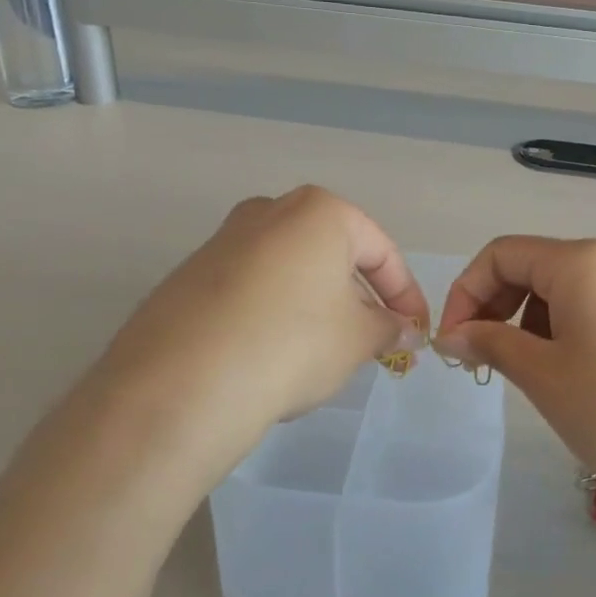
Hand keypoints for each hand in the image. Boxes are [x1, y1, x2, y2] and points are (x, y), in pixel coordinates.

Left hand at [88, 187, 428, 478]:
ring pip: (290, 271)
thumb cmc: (292, 344)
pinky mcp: (189, 276)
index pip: (381, 251)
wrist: (180, 385)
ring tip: (324, 353)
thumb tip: (404, 330)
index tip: (415, 332)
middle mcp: (270, 211)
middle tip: (373, 342)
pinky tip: (273, 355)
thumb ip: (388, 328)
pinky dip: (274, 314)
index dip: (406, 295)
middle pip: (333, 255)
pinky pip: (251, 289)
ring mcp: (223, 241)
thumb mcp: (357, 339)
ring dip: (316, 306)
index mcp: (319, 211)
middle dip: (359, 298)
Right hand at [434, 238, 595, 510]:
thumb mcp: (543, 375)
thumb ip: (491, 344)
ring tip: (527, 375)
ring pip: (561, 290)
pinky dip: (563, 331)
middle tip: (481, 361)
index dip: (465, 293)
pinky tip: (568, 375)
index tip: (453, 344)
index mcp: (578, 261)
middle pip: (531, 267)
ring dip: (527, 323)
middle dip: (495, 308)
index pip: (501, 255)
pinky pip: (592, 307)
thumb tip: (453, 334)